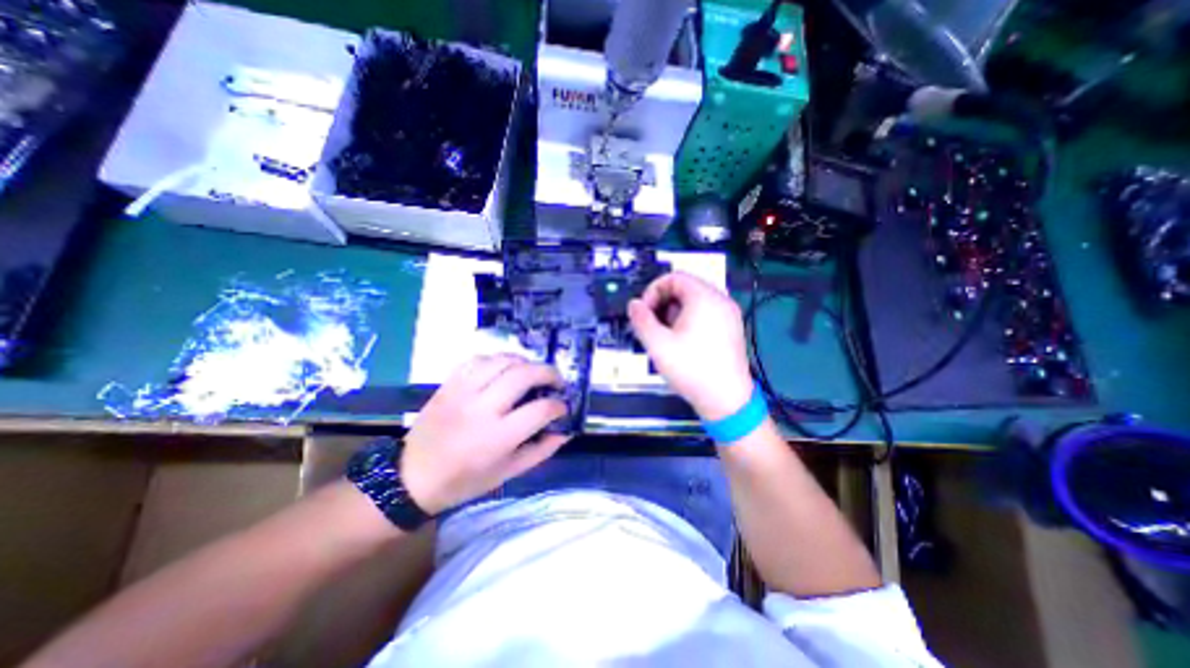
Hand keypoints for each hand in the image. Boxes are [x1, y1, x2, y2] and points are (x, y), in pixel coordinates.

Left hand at [399, 354, 571, 516]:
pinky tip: (504, 368)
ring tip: (533, 371)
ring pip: (502, 361)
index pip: (540, 410)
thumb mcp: (507, 473)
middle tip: (556, 380)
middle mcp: (482, 408)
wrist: (412, 477)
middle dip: (548, 373)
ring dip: (525, 362)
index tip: (562, 407)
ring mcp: (463, 391)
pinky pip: (478, 359)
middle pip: (524, 375)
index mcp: (498, 437)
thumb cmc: (465, 480)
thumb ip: (540, 451)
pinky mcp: (450, 383)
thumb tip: (564, 432)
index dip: (558, 406)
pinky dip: (497, 359)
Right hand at [623, 268, 752, 416]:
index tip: (644, 312)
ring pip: (694, 301)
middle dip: (663, 303)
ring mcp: (729, 314)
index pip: (673, 277)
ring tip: (667, 336)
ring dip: (675, 312)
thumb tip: (634, 305)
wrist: (726, 400)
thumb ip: (641, 320)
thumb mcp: (658, 344)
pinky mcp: (731, 328)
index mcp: (704, 298)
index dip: (653, 291)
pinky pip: (706, 313)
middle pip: (685, 287)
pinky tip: (683, 341)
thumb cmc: (692, 369)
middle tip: (654, 325)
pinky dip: (690, 319)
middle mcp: (720, 300)